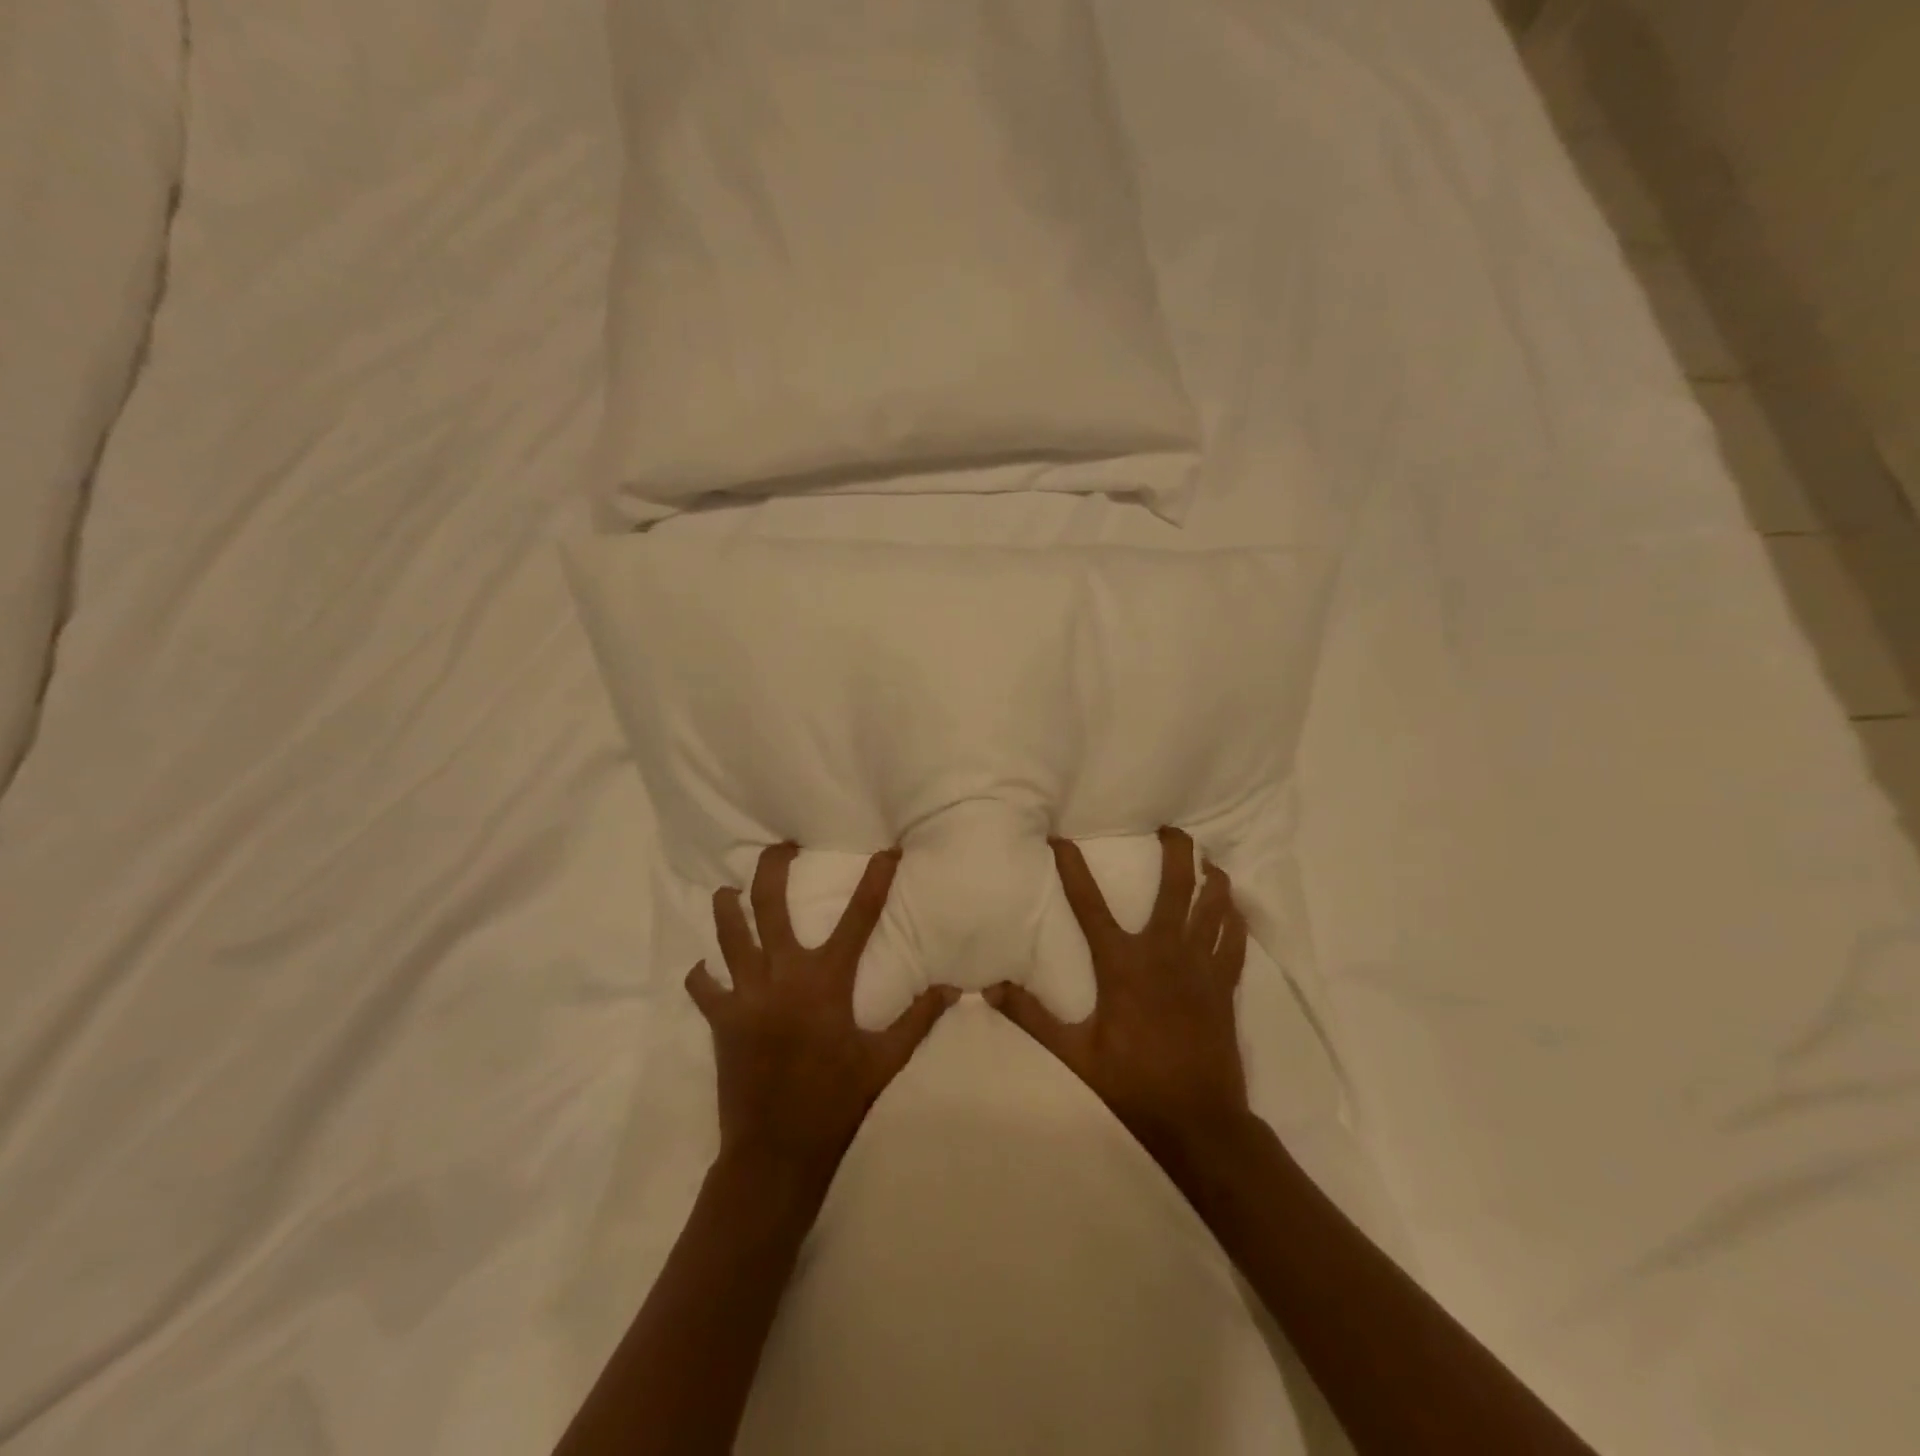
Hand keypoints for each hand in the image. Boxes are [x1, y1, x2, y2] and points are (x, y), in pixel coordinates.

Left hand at [687, 843, 957, 1183]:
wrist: (776, 1153)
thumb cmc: (836, 1102)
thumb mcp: (885, 1061)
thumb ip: (918, 1019)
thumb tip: (953, 988)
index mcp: (826, 982)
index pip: (858, 917)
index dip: (875, 879)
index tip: (885, 851)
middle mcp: (782, 976)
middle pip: (769, 906)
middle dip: (772, 869)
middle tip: (780, 847)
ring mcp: (746, 996)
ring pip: (729, 935)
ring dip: (728, 908)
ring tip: (728, 891)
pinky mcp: (721, 1020)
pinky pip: (704, 986)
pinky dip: (704, 974)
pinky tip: (707, 968)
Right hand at [986, 826, 1252, 1168]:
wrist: (1198, 1121)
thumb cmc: (1132, 1083)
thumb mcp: (1073, 1054)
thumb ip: (1031, 1017)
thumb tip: (989, 989)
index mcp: (1122, 964)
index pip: (1089, 903)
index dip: (1073, 868)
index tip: (1062, 839)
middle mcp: (1164, 952)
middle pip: (1176, 888)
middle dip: (1177, 852)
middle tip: (1172, 830)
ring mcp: (1200, 967)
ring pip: (1213, 907)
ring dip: (1211, 879)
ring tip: (1208, 861)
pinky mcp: (1224, 986)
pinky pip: (1234, 941)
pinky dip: (1234, 920)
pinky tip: (1234, 908)